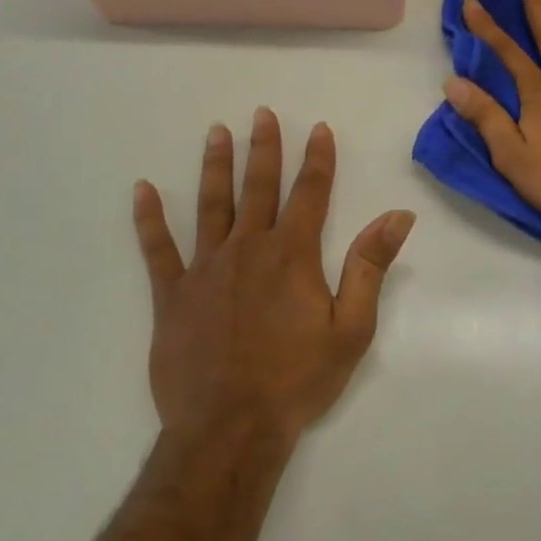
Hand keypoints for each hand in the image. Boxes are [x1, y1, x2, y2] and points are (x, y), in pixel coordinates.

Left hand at [132, 109, 415, 446]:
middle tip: (261, 114)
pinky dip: (149, 218)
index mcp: (293, 255)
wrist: (230, 427)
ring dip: (215, 166)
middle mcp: (248, 248)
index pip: (310, 193)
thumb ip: (370, 266)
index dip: (317, 159)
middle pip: (258, 187)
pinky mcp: (171, 294)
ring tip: (216, 133)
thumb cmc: (298, 379)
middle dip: (263, 148)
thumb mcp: (351, 328)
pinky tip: (142, 190)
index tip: (319, 129)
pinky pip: (157, 249)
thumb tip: (398, 215)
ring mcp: (205, 268)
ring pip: (210, 205)